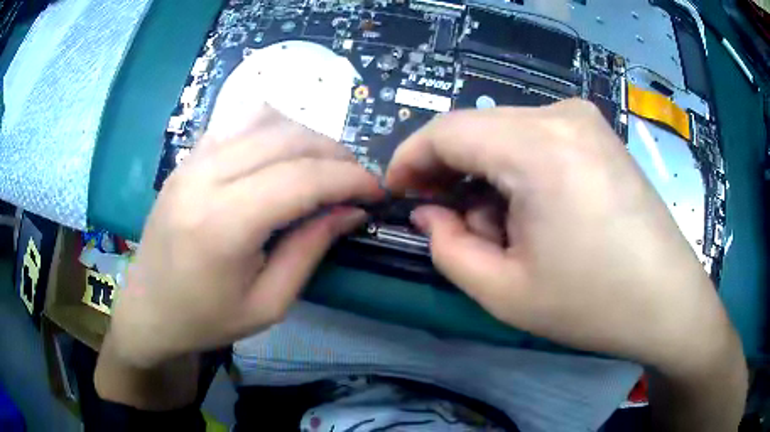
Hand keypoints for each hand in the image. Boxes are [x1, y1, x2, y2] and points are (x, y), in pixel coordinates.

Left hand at [106, 106, 382, 368]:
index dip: (349, 179)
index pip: (302, 178)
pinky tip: (283, 153)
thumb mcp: (269, 303)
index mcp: (223, 224)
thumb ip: (311, 249)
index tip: (377, 191)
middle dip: (335, 154)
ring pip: (265, 119)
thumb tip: (351, 211)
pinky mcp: (187, 157)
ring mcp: (192, 160)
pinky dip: (273, 128)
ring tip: (325, 165)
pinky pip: (238, 122)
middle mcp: (205, 177)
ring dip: (307, 137)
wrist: (148, 309)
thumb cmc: (206, 319)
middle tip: (356, 180)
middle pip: (287, 139)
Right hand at [386, 100, 741, 378]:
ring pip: (504, 134)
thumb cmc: (593, 304)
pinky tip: (532, 211)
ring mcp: (584, 119)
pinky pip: (535, 138)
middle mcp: (560, 115)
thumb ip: (447, 248)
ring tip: (500, 229)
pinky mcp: (598, 133)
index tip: (396, 192)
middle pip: (476, 129)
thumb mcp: (504, 292)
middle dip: (450, 174)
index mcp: (537, 147)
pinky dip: (516, 170)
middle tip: (448, 222)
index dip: (410, 159)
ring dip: (486, 176)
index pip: (446, 131)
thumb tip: (428, 213)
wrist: (667, 300)